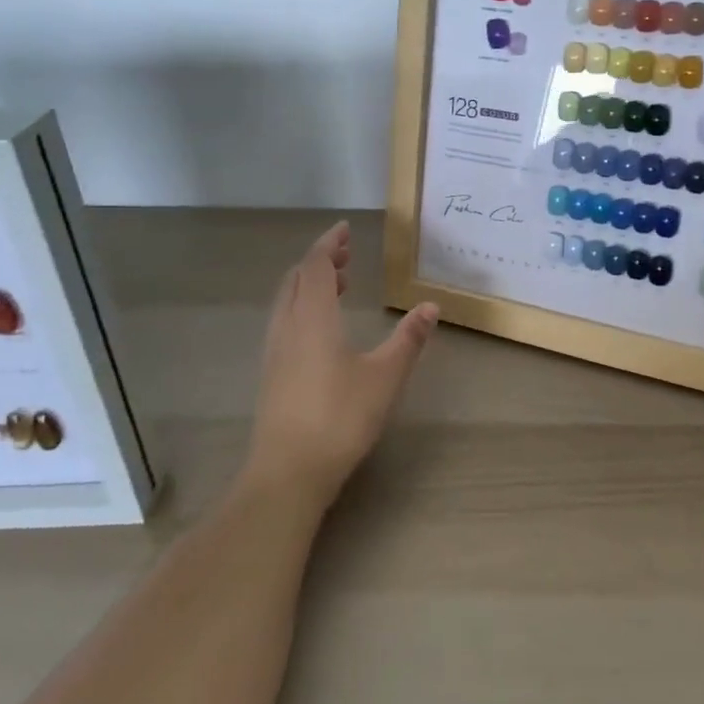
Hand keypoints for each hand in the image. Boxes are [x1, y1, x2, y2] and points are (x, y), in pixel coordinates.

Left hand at [246, 221, 437, 505]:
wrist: (288, 472)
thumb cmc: (340, 417)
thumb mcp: (385, 376)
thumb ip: (408, 339)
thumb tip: (431, 307)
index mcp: (313, 318)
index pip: (317, 266)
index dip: (330, 244)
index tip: (345, 230)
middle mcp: (288, 327)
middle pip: (297, 279)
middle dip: (320, 261)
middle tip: (346, 255)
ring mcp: (275, 352)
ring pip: (287, 301)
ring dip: (309, 284)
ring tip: (338, 285)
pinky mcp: (272, 374)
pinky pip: (284, 322)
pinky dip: (302, 307)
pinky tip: (322, 329)